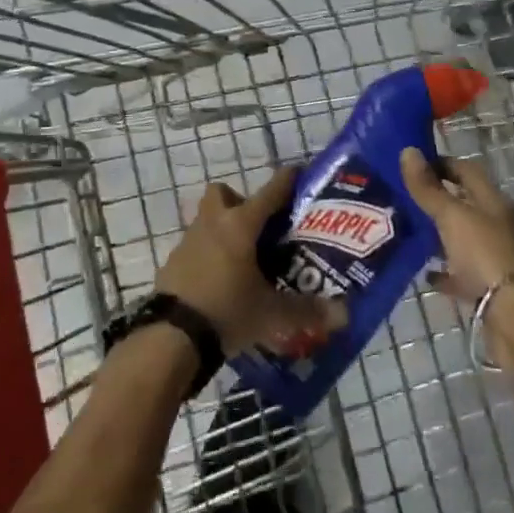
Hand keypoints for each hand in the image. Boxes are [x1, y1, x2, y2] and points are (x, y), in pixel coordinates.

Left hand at [156, 168, 346, 357]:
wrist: (170, 339)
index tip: (300, 173)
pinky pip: (195, 248)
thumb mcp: (271, 314)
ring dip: (223, 230)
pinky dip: (208, 257)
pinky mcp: (172, 264)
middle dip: (240, 201)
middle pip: (224, 194)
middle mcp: (213, 224)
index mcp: (241, 225)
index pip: (271, 191)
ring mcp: (188, 242)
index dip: (288, 180)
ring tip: (244, 259)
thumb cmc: (226, 311)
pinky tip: (221, 282)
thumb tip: (343, 314)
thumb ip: (307, 311)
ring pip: (207, 220)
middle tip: (260, 228)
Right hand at [398, 148, 513, 302]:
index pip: (466, 170)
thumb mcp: (451, 216)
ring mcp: (494, 256)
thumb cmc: (483, 254)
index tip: (413, 164)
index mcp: (493, 201)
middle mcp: (496, 224)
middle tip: (402, 198)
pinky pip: (461, 273)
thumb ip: (428, 188)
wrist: (513, 314)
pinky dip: (444, 271)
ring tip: (408, 231)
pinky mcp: (487, 286)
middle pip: (465, 204)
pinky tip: (424, 273)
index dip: (441, 163)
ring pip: (462, 237)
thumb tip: (408, 150)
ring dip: (439, 234)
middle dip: (437, 199)